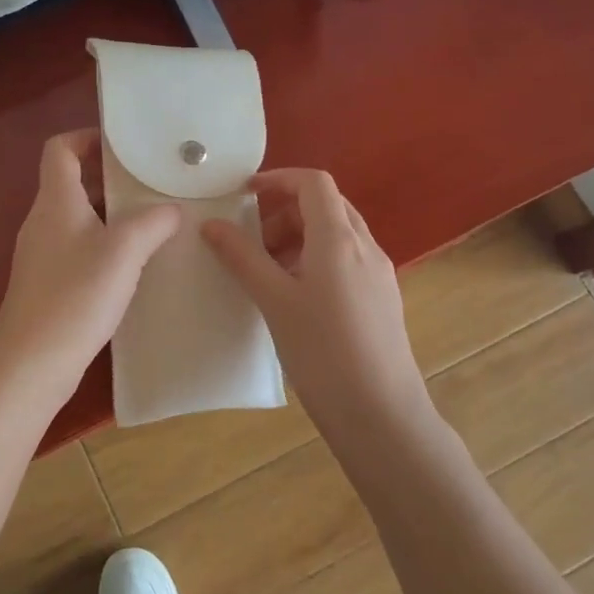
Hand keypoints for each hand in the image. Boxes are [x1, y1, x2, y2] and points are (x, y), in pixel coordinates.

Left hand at [0, 130, 179, 400]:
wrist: (32, 362)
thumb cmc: (76, 296)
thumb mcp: (124, 251)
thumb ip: (152, 222)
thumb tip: (171, 210)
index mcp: (55, 201)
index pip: (59, 149)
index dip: (87, 137)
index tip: (124, 146)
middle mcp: (43, 220)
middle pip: (71, 181)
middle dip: (110, 177)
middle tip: (151, 183)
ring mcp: (42, 253)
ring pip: (78, 216)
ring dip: (111, 212)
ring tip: (152, 220)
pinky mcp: (47, 282)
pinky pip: (77, 247)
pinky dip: (103, 243)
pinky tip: (132, 263)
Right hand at [202, 169, 424, 416]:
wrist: (381, 414)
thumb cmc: (323, 352)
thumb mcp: (274, 301)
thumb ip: (242, 257)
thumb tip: (211, 224)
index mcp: (339, 239)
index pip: (313, 183)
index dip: (278, 179)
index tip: (244, 195)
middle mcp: (365, 247)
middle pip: (326, 205)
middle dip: (285, 211)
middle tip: (252, 241)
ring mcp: (378, 273)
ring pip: (337, 234)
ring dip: (300, 237)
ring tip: (268, 272)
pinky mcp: (381, 298)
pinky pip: (346, 260)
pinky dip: (316, 260)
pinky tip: (296, 296)